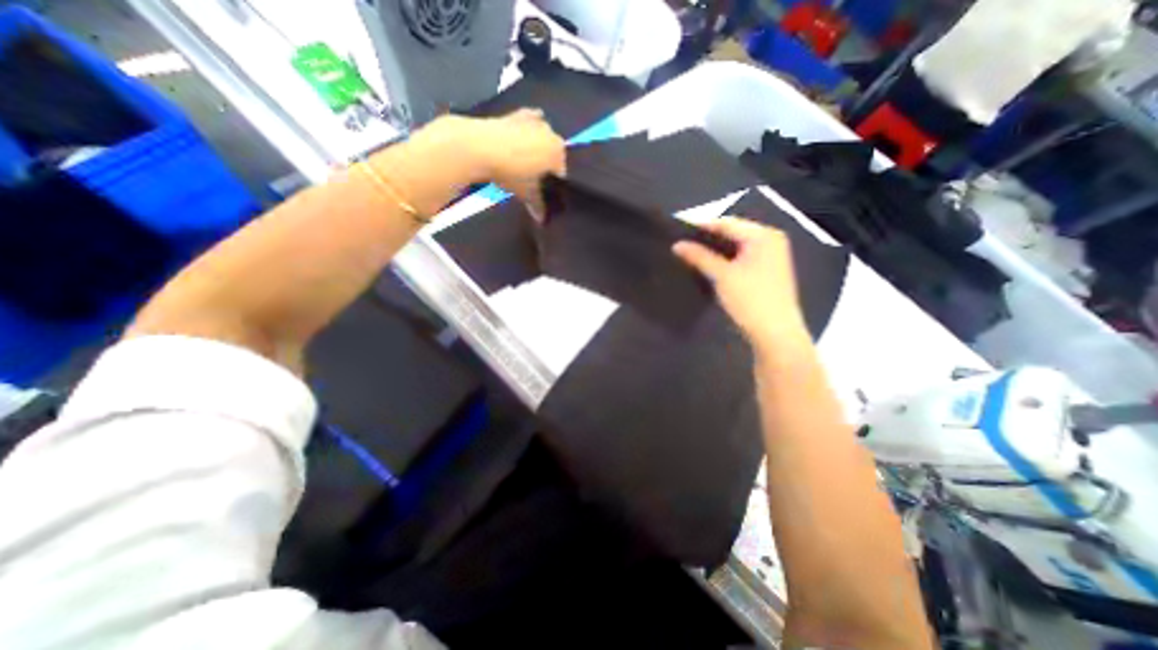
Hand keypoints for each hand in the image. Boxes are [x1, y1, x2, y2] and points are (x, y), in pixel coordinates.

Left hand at [417, 112, 565, 221]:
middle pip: (552, 154)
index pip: (561, 173)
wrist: (479, 147)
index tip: (543, 194)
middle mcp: (550, 133)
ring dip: (536, 149)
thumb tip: (542, 219)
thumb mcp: (526, 193)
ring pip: (541, 139)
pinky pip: (527, 124)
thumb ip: (538, 206)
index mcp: (558, 152)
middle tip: (532, 181)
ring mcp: (533, 120)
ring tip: (522, 164)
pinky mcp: (515, 113)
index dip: (553, 186)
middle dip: (545, 167)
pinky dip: (525, 132)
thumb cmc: (510, 172)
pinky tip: (516, 143)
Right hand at [676, 219, 806, 354]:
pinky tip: (710, 266)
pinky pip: (743, 258)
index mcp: (763, 235)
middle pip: (733, 233)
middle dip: (708, 239)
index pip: (727, 223)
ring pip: (737, 247)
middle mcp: (771, 240)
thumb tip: (677, 245)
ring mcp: (771, 256)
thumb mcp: (721, 275)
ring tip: (692, 254)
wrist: (775, 333)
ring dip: (716, 250)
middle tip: (683, 244)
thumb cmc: (750, 299)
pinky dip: (726, 260)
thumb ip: (699, 257)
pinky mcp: (768, 271)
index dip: (701, 226)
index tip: (678, 231)